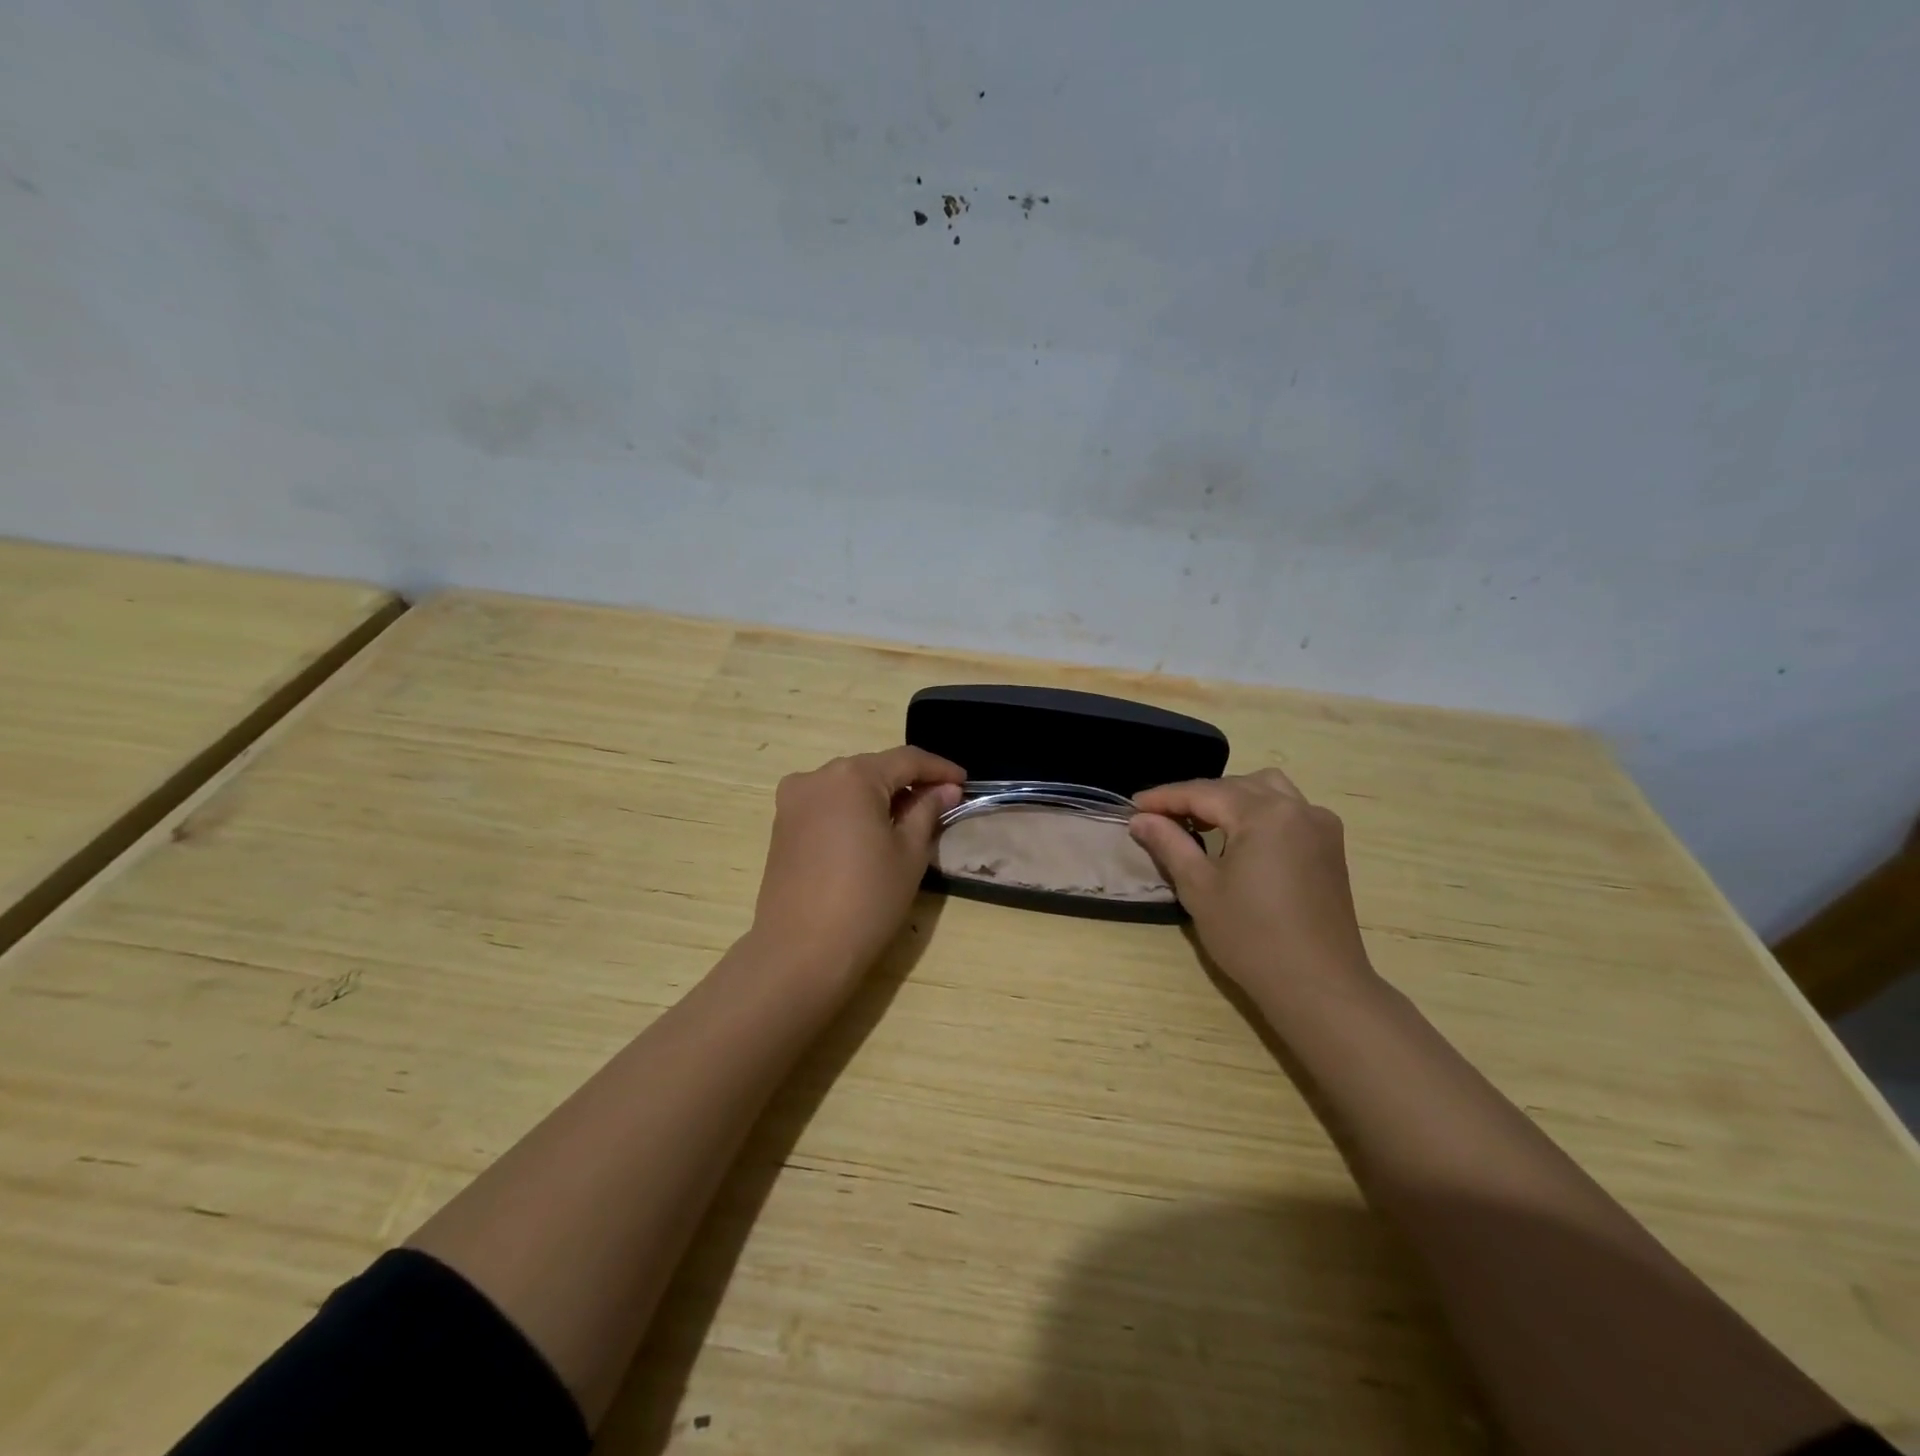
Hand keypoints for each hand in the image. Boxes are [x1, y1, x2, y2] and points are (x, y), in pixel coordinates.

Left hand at [748, 747, 965, 984]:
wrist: (802, 951)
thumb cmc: (867, 899)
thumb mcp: (909, 853)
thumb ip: (927, 810)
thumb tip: (946, 788)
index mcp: (852, 776)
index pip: (906, 760)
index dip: (940, 768)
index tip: (965, 783)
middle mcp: (817, 776)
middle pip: (874, 769)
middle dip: (908, 781)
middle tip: (940, 802)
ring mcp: (793, 800)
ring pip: (849, 785)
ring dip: (880, 795)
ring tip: (909, 819)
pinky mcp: (782, 824)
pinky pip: (827, 803)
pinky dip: (854, 809)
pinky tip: (873, 831)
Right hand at [1129, 769, 1373, 997]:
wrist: (1318, 987)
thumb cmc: (1251, 937)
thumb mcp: (1199, 888)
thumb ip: (1169, 844)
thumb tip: (1141, 819)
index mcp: (1265, 814)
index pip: (1204, 792)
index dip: (1164, 798)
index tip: (1133, 806)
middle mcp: (1297, 808)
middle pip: (1236, 786)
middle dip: (1196, 796)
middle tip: (1161, 817)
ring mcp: (1319, 825)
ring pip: (1267, 789)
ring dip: (1231, 797)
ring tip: (1202, 821)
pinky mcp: (1330, 847)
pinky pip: (1289, 810)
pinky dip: (1259, 810)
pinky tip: (1240, 836)